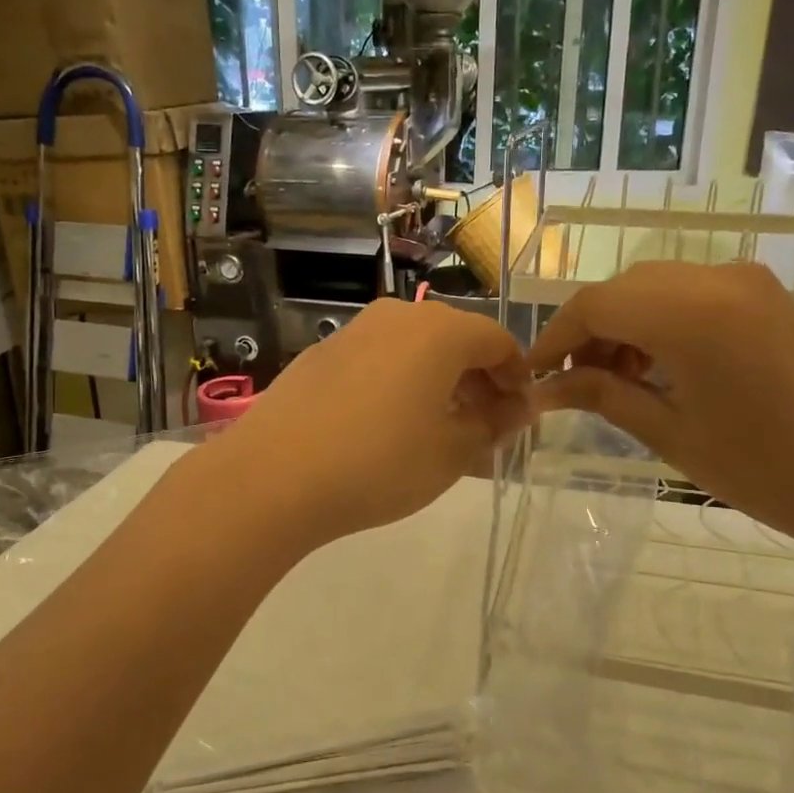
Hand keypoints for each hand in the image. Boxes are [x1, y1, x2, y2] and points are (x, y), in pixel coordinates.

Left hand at [197, 298, 530, 552]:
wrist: (274, 475)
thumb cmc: (379, 464)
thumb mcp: (451, 453)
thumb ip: (493, 424)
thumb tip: (517, 408)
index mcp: (439, 331)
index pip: (497, 341)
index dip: (517, 376)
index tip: (519, 414)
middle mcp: (398, 316)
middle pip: (455, 338)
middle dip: (478, 378)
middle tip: (484, 423)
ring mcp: (354, 331)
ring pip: (413, 347)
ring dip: (437, 380)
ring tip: (437, 426)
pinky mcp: (321, 353)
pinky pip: (377, 358)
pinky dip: (398, 381)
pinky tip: (386, 423)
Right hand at [529, 261, 793, 550]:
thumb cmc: (762, 468)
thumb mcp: (668, 431)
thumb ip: (601, 394)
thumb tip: (544, 387)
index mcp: (689, 313)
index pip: (595, 305)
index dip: (555, 337)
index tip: (533, 375)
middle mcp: (714, 279)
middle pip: (622, 289)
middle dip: (588, 331)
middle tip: (573, 383)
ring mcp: (744, 281)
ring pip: (653, 286)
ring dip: (623, 324)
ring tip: (615, 379)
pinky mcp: (762, 293)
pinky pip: (688, 291)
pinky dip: (658, 319)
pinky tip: (656, 364)